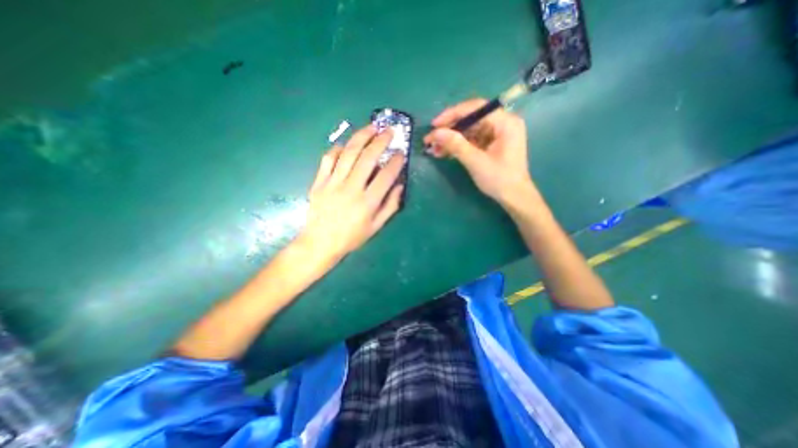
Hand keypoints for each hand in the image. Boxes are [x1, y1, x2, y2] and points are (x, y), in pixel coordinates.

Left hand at [297, 124, 406, 263]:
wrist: (320, 243)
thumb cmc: (352, 237)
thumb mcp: (376, 226)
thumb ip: (390, 206)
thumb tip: (399, 185)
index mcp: (368, 202)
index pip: (386, 175)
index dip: (396, 161)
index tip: (401, 153)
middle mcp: (351, 189)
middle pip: (367, 158)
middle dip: (380, 140)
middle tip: (389, 131)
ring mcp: (333, 183)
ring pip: (348, 153)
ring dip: (361, 136)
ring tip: (371, 127)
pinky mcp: (319, 182)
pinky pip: (328, 159)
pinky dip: (338, 148)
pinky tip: (346, 145)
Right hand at [424, 98, 535, 205]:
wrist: (514, 197)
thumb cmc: (499, 179)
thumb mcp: (476, 162)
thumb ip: (456, 145)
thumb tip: (435, 133)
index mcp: (505, 122)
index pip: (475, 108)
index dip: (452, 114)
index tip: (434, 125)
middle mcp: (502, 123)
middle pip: (471, 119)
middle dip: (449, 129)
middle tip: (431, 139)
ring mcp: (497, 134)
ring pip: (469, 130)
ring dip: (451, 139)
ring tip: (434, 149)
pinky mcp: (491, 144)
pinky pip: (471, 139)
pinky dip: (458, 145)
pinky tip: (444, 152)